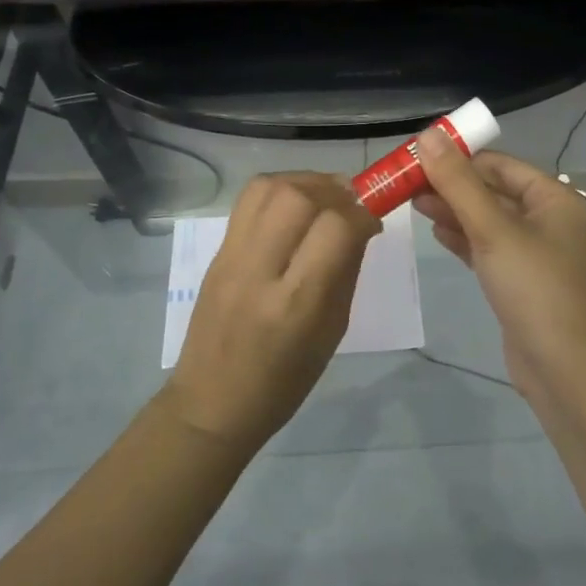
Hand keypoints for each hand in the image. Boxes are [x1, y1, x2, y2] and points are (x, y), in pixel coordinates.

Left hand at [163, 172, 379, 451]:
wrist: (212, 402)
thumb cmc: (285, 381)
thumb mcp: (332, 332)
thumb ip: (346, 271)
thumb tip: (360, 225)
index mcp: (296, 304)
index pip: (336, 230)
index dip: (362, 214)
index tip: (374, 220)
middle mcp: (260, 272)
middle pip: (297, 198)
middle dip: (334, 190)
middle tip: (351, 202)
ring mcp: (231, 257)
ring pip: (268, 188)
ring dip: (305, 182)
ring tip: (324, 197)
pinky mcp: (216, 251)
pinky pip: (248, 200)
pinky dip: (279, 190)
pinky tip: (295, 206)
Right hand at [414, 133, 585, 393]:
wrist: (564, 368)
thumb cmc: (534, 287)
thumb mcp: (493, 229)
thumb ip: (458, 183)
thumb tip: (428, 135)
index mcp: (553, 198)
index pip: (499, 165)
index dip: (459, 158)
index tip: (417, 158)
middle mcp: (547, 219)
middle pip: (492, 191)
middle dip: (452, 186)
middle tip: (406, 183)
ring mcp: (533, 252)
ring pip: (487, 220)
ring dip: (453, 211)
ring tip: (412, 204)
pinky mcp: (519, 280)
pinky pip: (487, 248)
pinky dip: (463, 238)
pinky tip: (436, 233)